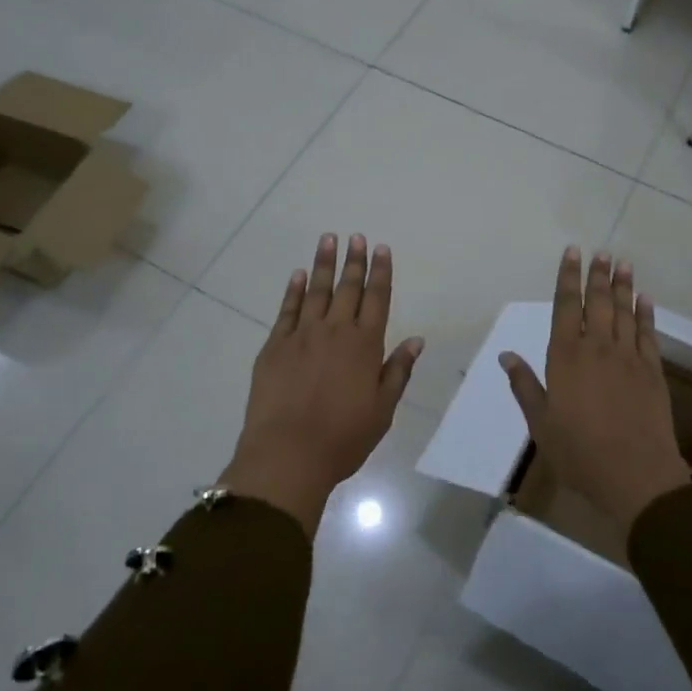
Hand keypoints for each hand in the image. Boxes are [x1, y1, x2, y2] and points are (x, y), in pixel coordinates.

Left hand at [222, 233, 423, 535]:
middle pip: (348, 288)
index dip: (381, 272)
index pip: (377, 299)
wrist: (288, 454)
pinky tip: (297, 275)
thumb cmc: (343, 437)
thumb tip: (416, 340)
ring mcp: (302, 336)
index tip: (382, 248)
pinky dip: (293, 290)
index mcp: (365, 345)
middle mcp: (335, 331)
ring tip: (328, 240)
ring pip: (316, 291)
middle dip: (354, 261)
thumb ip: (398, 370)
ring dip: (323, 264)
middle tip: (356, 237)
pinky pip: (287, 310)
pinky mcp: (275, 346)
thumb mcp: (383, 409)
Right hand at [499, 249, 689, 533]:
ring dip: (624, 286)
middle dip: (598, 275)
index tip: (572, 253)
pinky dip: (646, 314)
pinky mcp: (652, 372)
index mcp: (566, 357)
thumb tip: (506, 356)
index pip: (566, 306)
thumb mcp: (540, 423)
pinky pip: (648, 334)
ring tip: (623, 263)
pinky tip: (645, 299)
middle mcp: (597, 348)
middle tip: (602, 252)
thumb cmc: (579, 452)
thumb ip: (525, 386)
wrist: (635, 475)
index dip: (568, 278)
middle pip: (599, 302)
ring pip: (625, 312)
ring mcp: (628, 358)